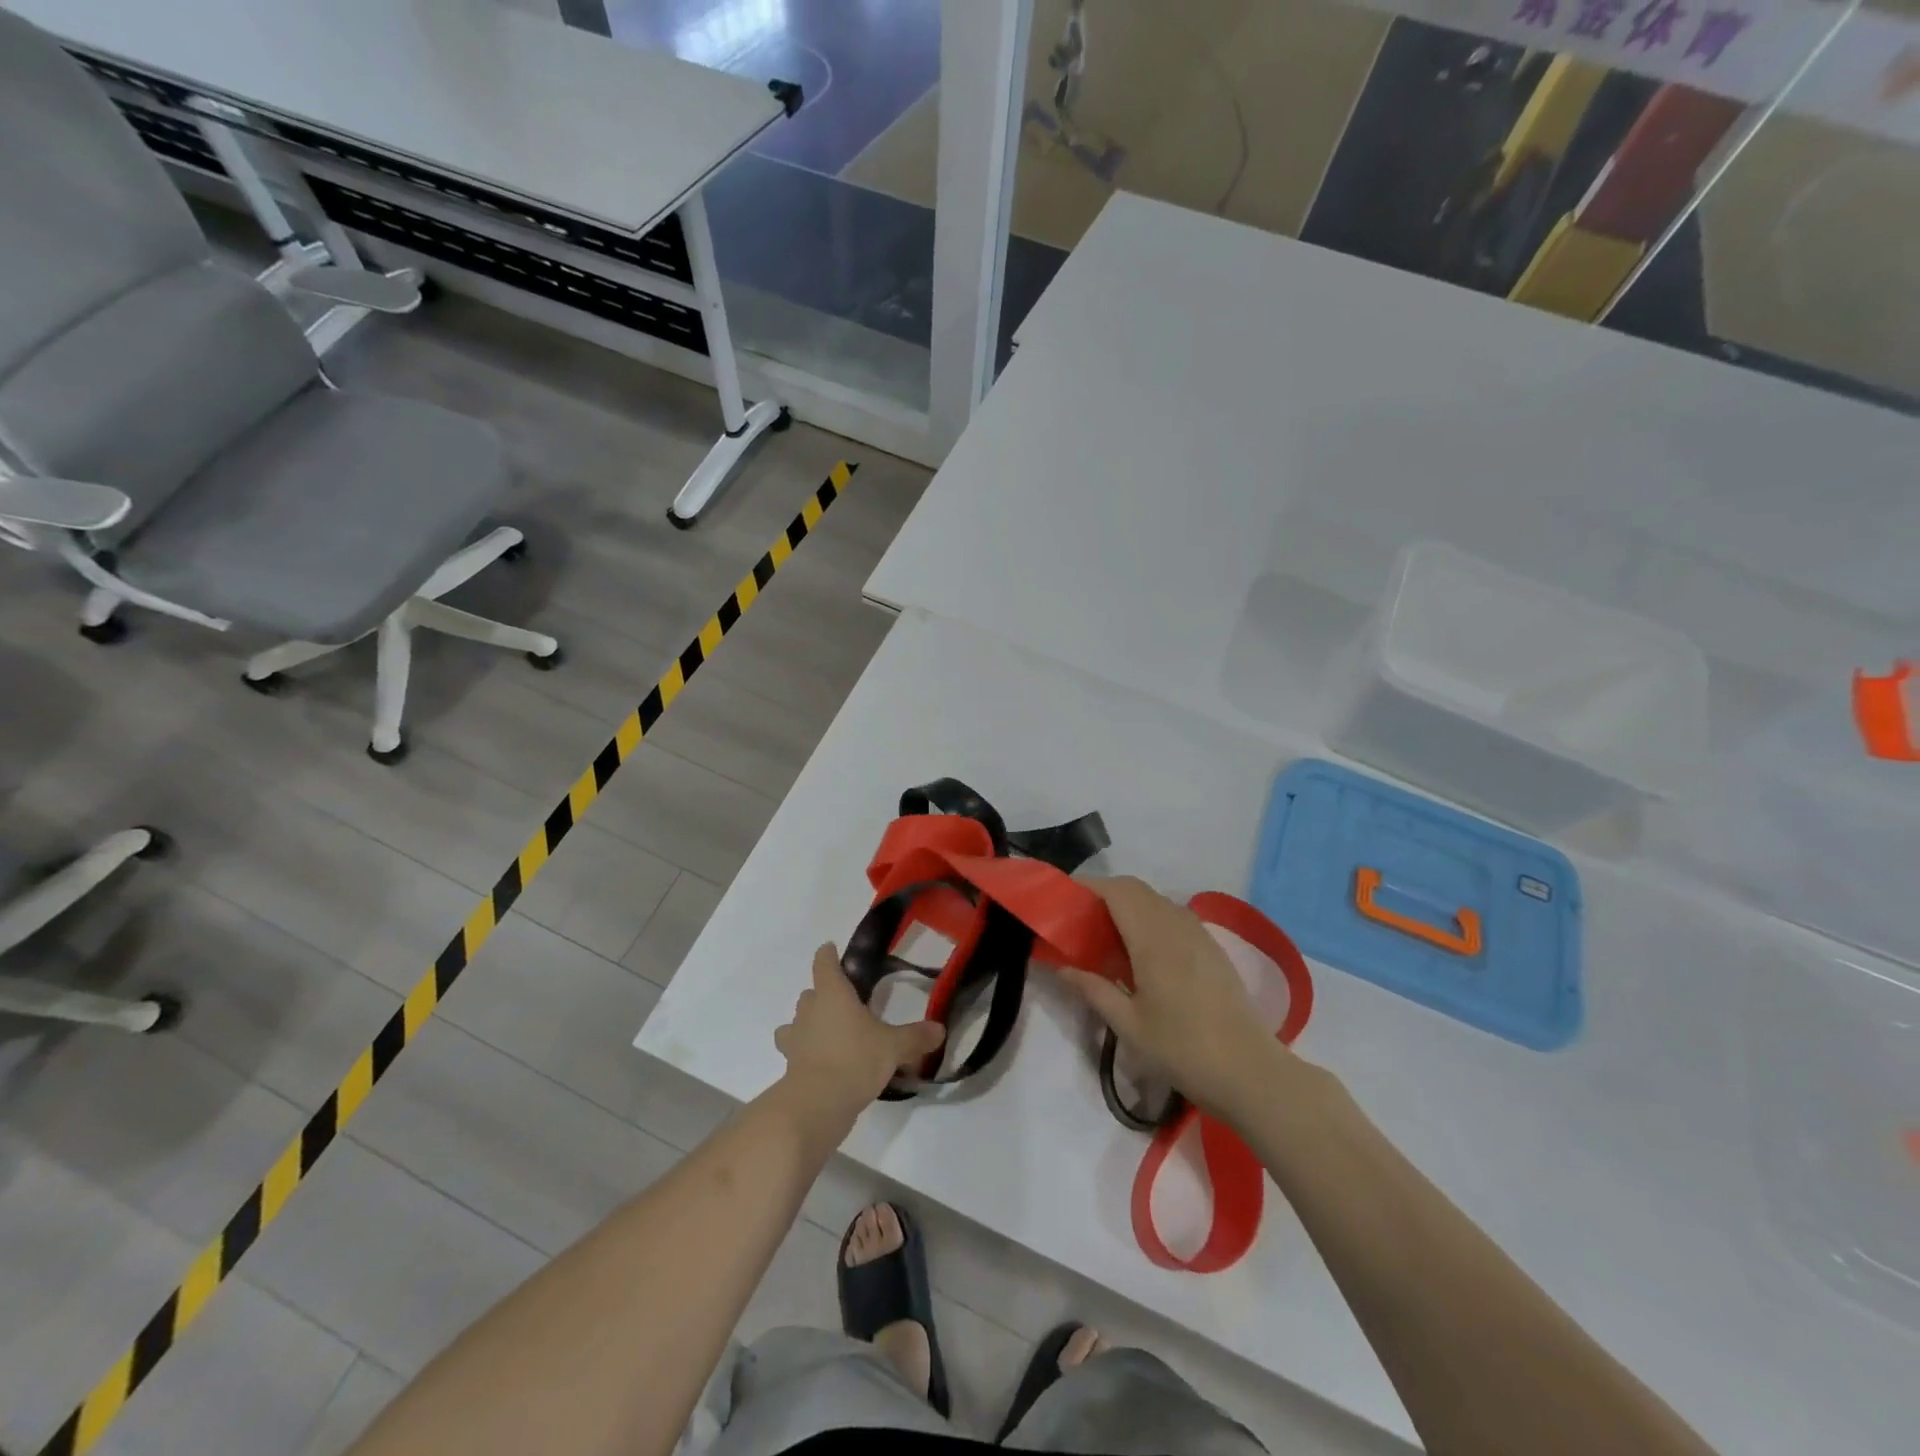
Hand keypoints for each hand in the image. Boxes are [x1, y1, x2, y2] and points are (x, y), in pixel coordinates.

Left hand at [774, 944, 945, 1134]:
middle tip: (844, 1003)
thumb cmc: (855, 1059)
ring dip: (808, 1024)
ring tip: (829, 1033)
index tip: (831, 950)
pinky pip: (796, 1051)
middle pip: (810, 993)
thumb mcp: (893, 1047)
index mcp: (832, 993)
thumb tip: (940, 1029)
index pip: (824, 963)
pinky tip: (823, 1063)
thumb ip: (916, 1037)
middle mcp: (809, 1010)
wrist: (817, 1104)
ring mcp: (795, 1039)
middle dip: (822, 995)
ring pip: (796, 1022)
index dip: (828, 955)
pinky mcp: (790, 1066)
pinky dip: (805, 1053)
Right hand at [1057, 876, 1287, 1122]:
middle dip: (1104, 894)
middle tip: (1078, 920)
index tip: (1063, 899)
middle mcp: (1176, 924)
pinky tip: (1139, 952)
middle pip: (1135, 889)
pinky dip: (1148, 918)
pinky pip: (1172, 916)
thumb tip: (1062, 967)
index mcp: (1153, 938)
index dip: (1088, 887)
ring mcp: (1198, 934)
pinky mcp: (1211, 948)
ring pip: (1155, 901)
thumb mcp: (1128, 1025)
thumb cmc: (1183, 1049)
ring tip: (1104, 936)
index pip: (1117, 891)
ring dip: (1127, 905)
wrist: (1249, 1072)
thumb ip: (1093, 989)